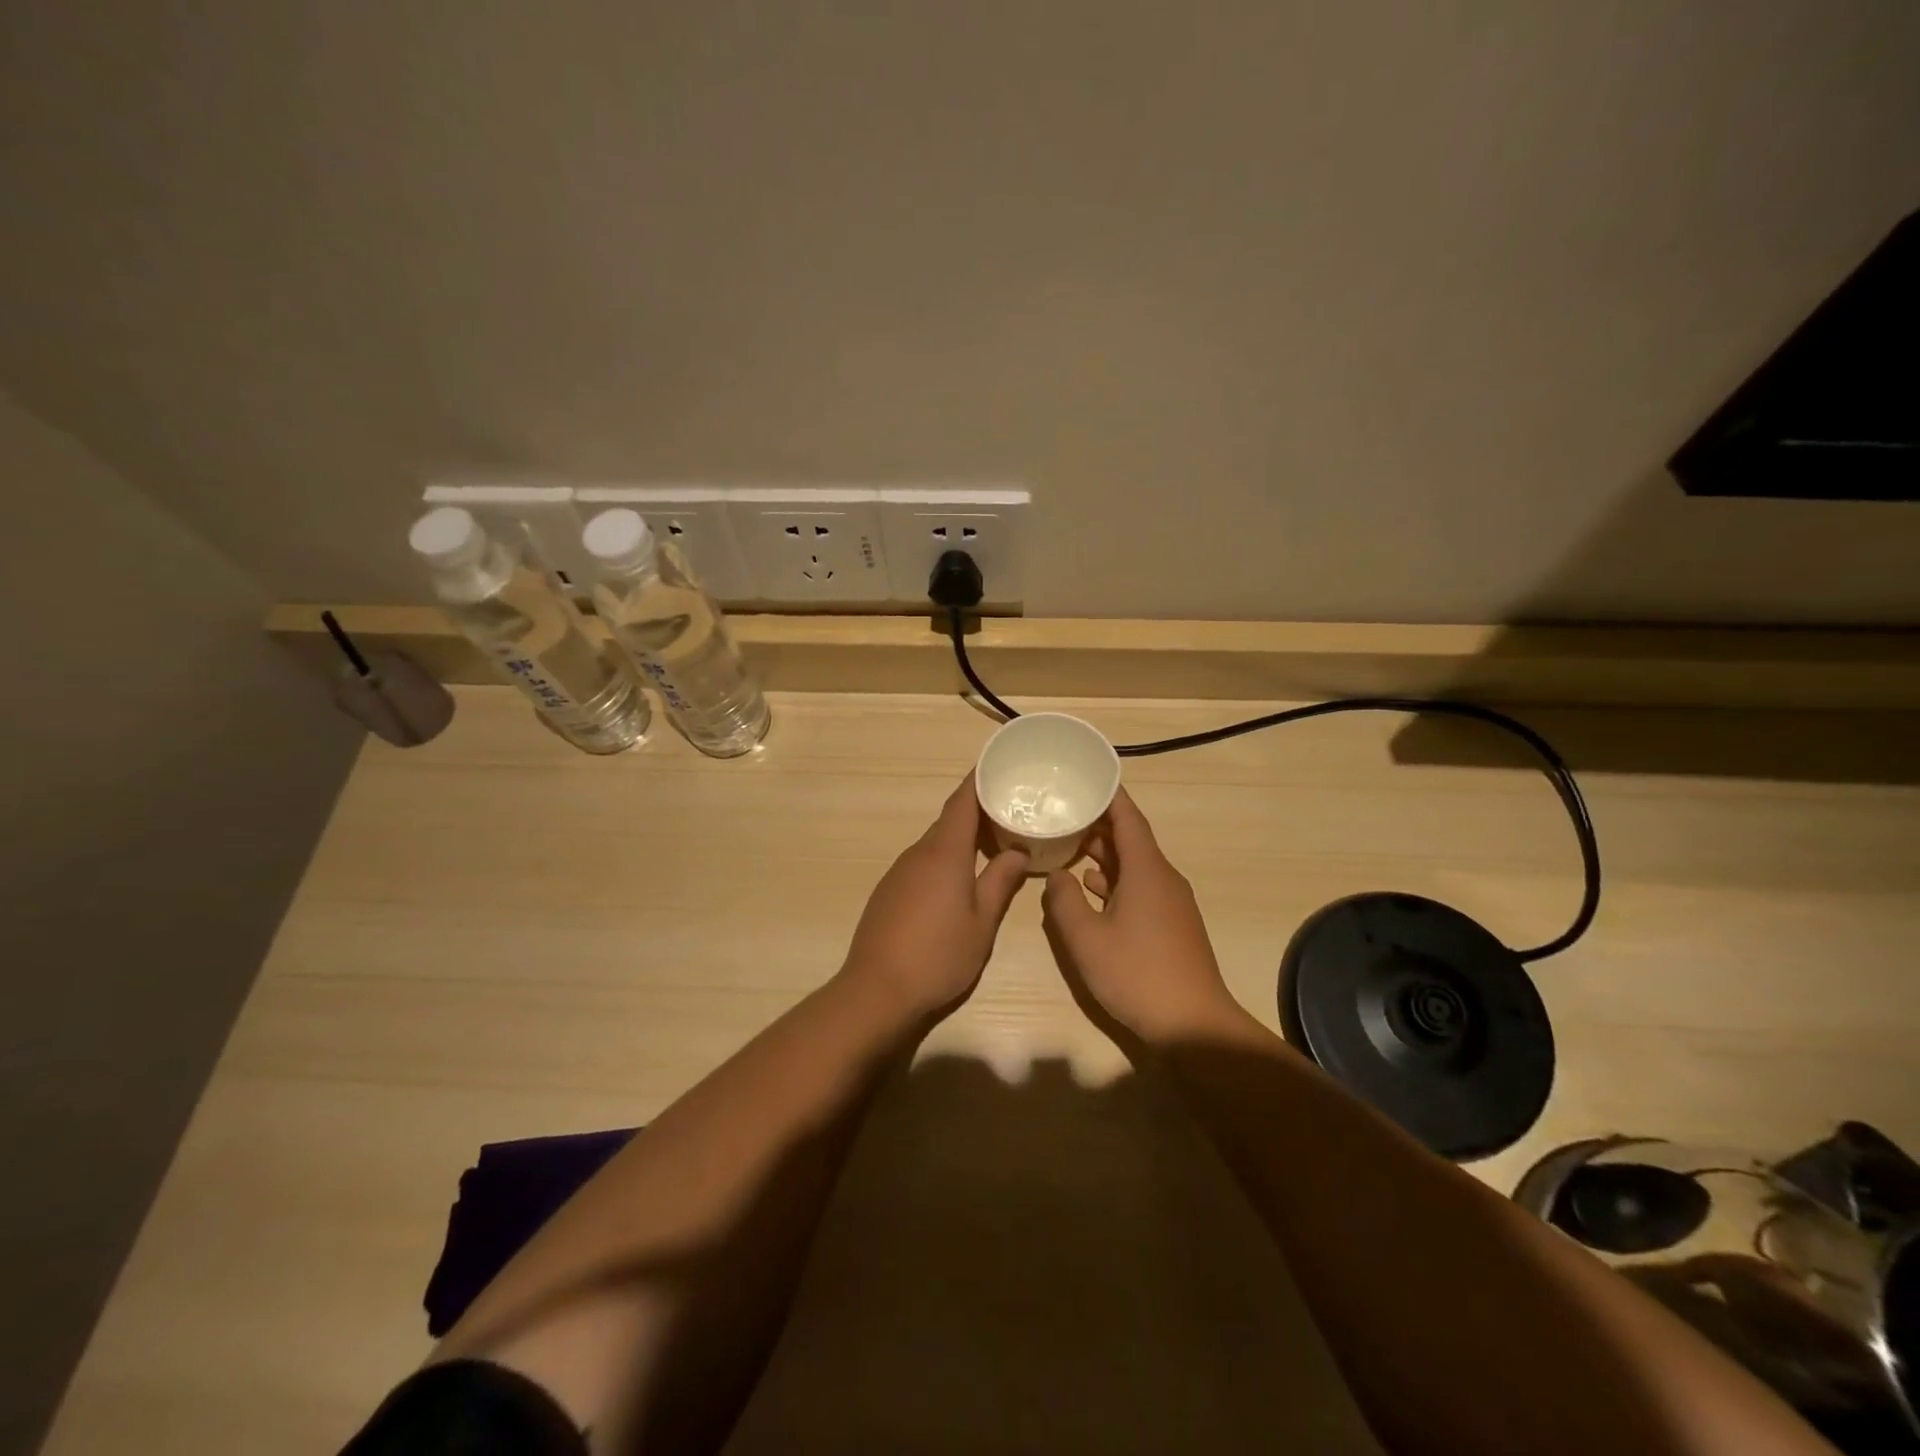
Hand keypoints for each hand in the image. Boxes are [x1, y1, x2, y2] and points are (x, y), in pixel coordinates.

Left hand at [840, 775, 1029, 1019]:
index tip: (998, 766)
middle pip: (950, 821)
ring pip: (936, 843)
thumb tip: (1018, 852)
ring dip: (962, 838)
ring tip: (992, 844)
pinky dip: (945, 859)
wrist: (877, 990)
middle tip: (1010, 811)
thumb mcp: (982, 922)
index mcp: (944, 853)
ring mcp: (899, 872)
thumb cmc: (938, 955)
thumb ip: (1000, 882)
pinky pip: (922, 862)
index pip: (962, 802)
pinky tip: (959, 880)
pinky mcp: (889, 892)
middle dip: (978, 812)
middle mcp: (918, 853)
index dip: (979, 781)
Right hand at [1041, 788, 1244, 1041]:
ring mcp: (1170, 903)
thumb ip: (1064, 901)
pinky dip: (1114, 882)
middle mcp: (1162, 878)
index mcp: (1146, 870)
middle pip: (1130, 840)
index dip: (1108, 795)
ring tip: (1067, 847)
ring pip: (1133, 866)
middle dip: (1097, 825)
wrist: (1193, 1025)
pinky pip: (1139, 888)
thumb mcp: (1086, 938)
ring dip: (1103, 855)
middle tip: (1062, 813)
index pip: (1128, 818)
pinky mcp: (1170, 925)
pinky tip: (1091, 892)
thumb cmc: (1137, 974)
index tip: (1086, 776)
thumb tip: (1058, 875)